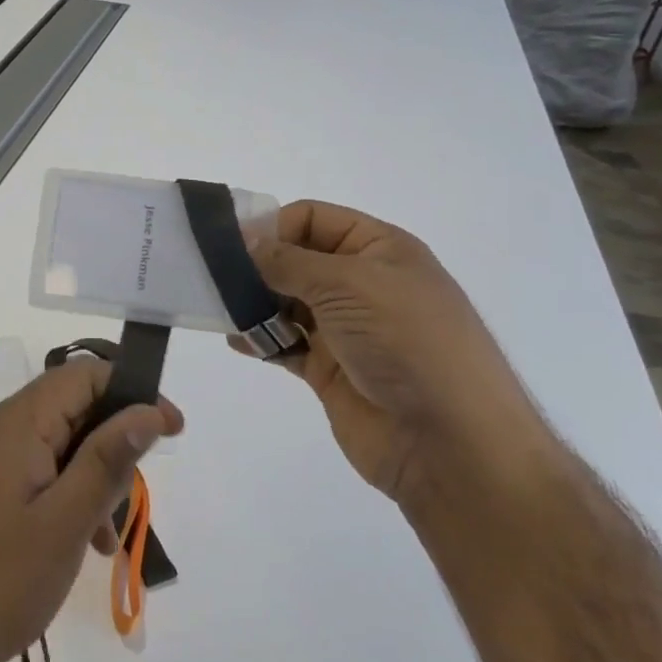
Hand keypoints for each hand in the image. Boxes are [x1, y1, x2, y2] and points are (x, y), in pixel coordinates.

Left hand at [0, 359, 182, 661]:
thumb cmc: (0, 580)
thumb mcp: (67, 521)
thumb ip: (108, 460)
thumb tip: (148, 409)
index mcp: (20, 422)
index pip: (86, 376)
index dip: (133, 393)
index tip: (171, 429)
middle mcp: (4, 428)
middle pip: (76, 409)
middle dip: (115, 444)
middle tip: (136, 495)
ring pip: (64, 445)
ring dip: (97, 477)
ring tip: (109, 534)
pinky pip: (44, 473)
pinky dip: (72, 495)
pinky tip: (86, 543)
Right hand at [231, 200, 533, 504]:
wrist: (449, 442)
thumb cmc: (407, 343)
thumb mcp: (349, 284)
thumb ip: (289, 261)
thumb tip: (245, 240)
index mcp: (379, 249)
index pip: (314, 219)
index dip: (273, 226)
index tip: (231, 247)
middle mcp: (362, 283)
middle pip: (297, 260)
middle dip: (256, 266)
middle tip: (211, 278)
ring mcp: (346, 329)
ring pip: (286, 303)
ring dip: (253, 303)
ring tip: (219, 310)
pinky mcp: (330, 369)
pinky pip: (286, 344)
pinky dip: (260, 340)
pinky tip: (236, 340)